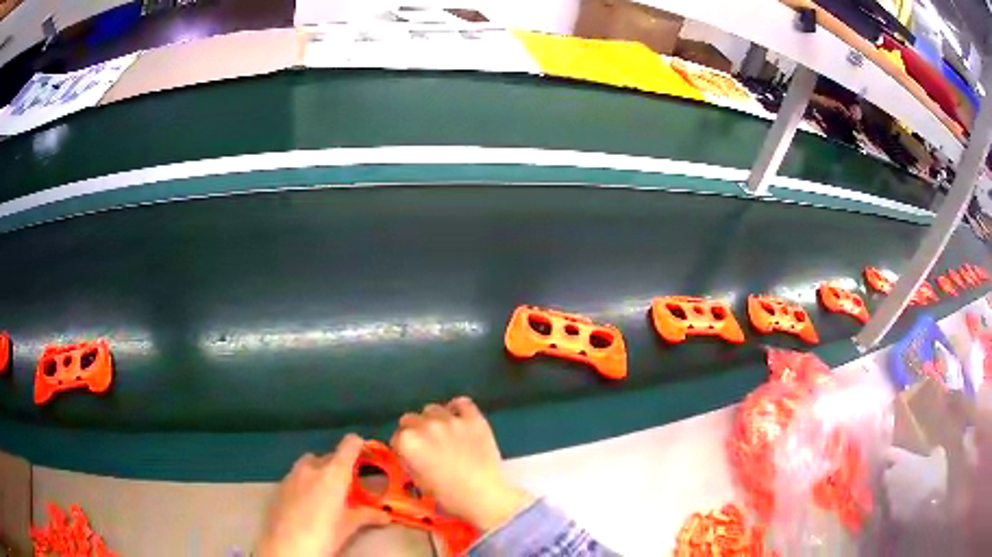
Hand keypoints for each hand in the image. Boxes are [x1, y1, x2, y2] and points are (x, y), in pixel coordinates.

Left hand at [257, 434, 388, 556]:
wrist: (286, 545)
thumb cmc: (323, 534)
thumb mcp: (349, 527)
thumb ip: (366, 516)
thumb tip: (385, 515)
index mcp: (334, 473)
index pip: (349, 444)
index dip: (359, 446)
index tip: (367, 455)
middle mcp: (312, 467)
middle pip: (330, 456)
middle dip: (341, 466)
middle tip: (350, 486)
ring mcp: (293, 474)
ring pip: (310, 464)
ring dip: (321, 471)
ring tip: (327, 493)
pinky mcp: (280, 485)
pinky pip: (297, 475)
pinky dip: (306, 481)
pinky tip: (308, 502)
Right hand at [391, 396, 534, 531]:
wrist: (482, 495)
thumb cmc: (447, 495)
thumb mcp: (418, 481)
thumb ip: (410, 460)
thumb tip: (411, 452)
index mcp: (407, 442)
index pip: (397, 437)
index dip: (403, 446)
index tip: (411, 454)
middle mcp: (424, 425)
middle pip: (410, 419)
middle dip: (414, 430)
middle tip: (427, 444)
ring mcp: (449, 419)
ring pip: (432, 409)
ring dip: (433, 420)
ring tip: (444, 433)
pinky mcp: (473, 418)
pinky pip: (462, 403)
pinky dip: (458, 408)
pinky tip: (460, 418)